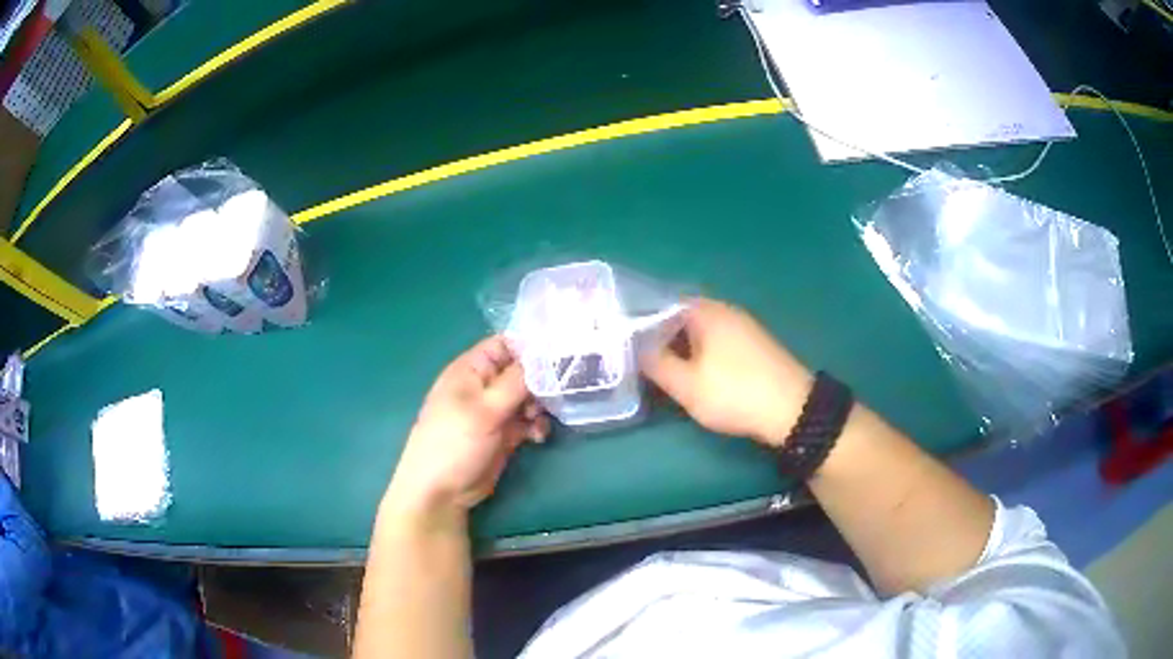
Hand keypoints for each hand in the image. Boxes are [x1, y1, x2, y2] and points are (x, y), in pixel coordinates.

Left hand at [386, 336, 549, 516]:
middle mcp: (483, 385)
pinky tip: (537, 437)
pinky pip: (526, 420)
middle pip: (521, 371)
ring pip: (527, 396)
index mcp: (471, 369)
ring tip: (537, 420)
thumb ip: (516, 381)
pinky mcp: (503, 434)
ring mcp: (493, 410)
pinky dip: (535, 425)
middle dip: (540, 381)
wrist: (442, 491)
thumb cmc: (455, 442)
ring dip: (540, 406)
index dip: (531, 348)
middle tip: (555, 395)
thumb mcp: (485, 409)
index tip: (559, 357)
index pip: (505, 344)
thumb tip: (544, 357)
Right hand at [642, 298, 811, 446]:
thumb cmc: (735, 393)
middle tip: (643, 362)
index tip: (627, 344)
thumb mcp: (687, 385)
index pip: (663, 304)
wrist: (792, 409)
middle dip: (662, 338)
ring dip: (682, 349)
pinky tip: (697, 376)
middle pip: (682, 317)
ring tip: (665, 373)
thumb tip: (637, 349)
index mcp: (706, 311)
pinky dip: (702, 355)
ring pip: (701, 332)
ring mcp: (743, 327)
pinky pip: (718, 342)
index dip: (642, 322)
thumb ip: (656, 364)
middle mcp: (725, 311)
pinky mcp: (754, 345)